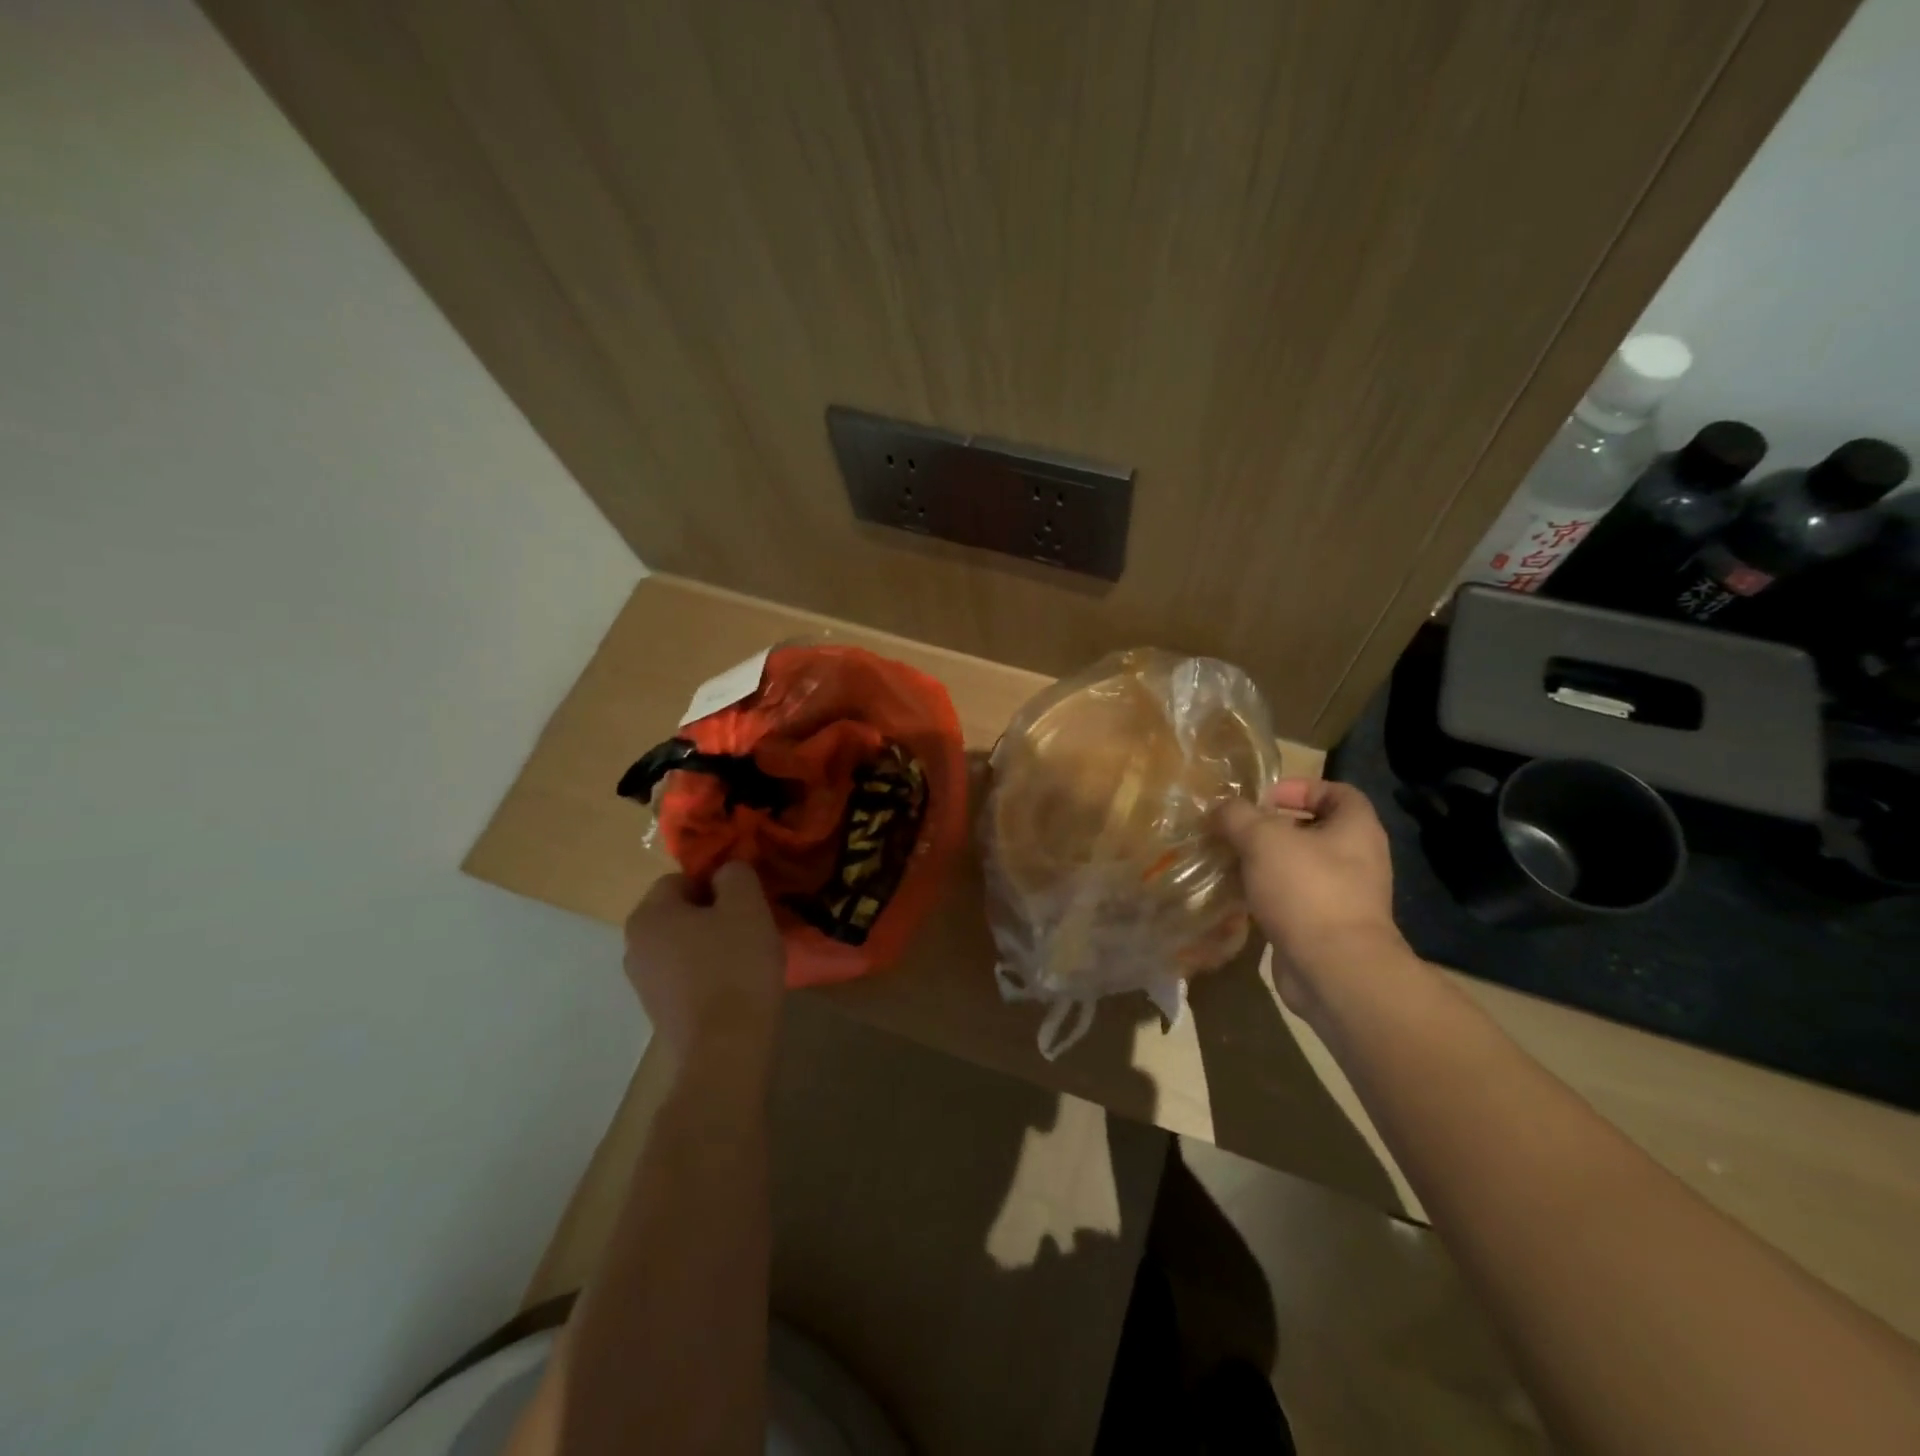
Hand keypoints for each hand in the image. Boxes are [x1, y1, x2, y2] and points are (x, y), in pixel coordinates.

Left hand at [624, 862, 784, 1067]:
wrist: (725, 1049)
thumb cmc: (735, 966)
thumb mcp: (746, 905)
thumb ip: (735, 875)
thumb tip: (726, 872)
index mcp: (648, 915)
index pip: (681, 879)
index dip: (717, 883)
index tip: (746, 902)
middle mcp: (634, 945)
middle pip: (680, 913)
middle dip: (714, 914)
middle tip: (750, 926)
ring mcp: (643, 983)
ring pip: (684, 945)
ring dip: (713, 944)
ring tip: (747, 958)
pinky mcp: (660, 1011)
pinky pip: (686, 976)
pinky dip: (709, 974)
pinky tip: (736, 987)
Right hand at [1216, 779, 1410, 1017]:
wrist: (1332, 968)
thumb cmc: (1306, 889)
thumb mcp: (1262, 838)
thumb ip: (1238, 816)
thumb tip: (1222, 808)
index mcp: (1356, 828)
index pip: (1337, 792)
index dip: (1301, 787)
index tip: (1264, 797)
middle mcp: (1358, 859)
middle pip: (1315, 830)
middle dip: (1275, 828)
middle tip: (1238, 829)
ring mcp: (1345, 896)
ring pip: (1301, 866)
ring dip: (1267, 862)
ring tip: (1231, 860)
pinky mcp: (1327, 927)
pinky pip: (1295, 899)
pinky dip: (1268, 894)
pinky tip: (1240, 895)